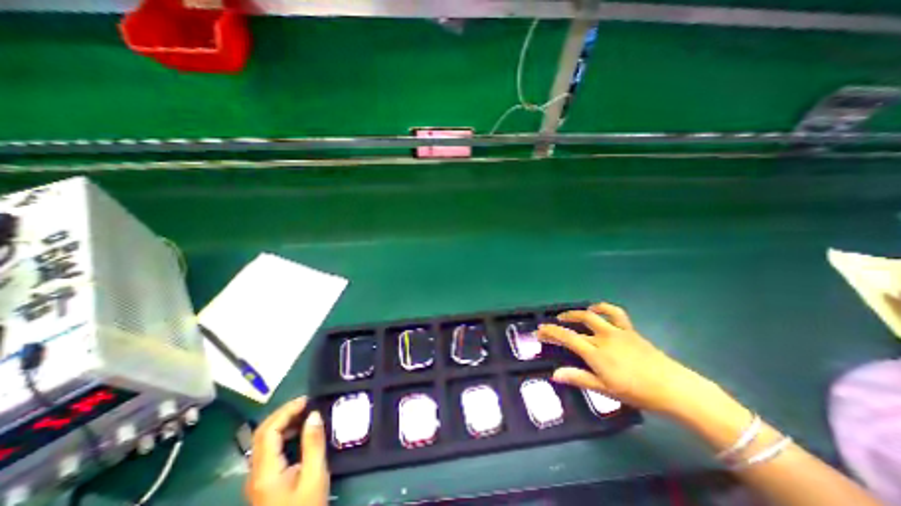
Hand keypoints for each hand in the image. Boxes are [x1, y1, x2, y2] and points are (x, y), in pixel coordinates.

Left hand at [245, 397, 329, 505]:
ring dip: (284, 422)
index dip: (286, 411)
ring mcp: (258, 478)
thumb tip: (314, 414)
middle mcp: (256, 473)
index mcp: (265, 472)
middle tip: (307, 403)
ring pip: (264, 441)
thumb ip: (313, 443)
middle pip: (262, 433)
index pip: (268, 431)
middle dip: (284, 413)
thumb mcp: (315, 476)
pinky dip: (284, 434)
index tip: (307, 400)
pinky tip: (300, 431)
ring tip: (306, 413)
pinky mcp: (265, 481)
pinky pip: (270, 449)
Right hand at [533, 302, 718, 417]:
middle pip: (576, 325)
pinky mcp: (629, 329)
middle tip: (549, 326)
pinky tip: (596, 308)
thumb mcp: (605, 389)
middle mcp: (603, 338)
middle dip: (559, 324)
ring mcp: (616, 331)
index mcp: (596, 353)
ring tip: (566, 316)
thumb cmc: (637, 392)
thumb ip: (579, 378)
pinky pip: (615, 313)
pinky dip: (603, 307)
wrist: (673, 387)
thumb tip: (555, 374)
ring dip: (575, 313)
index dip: (551, 333)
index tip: (539, 331)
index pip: (567, 338)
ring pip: (591, 315)